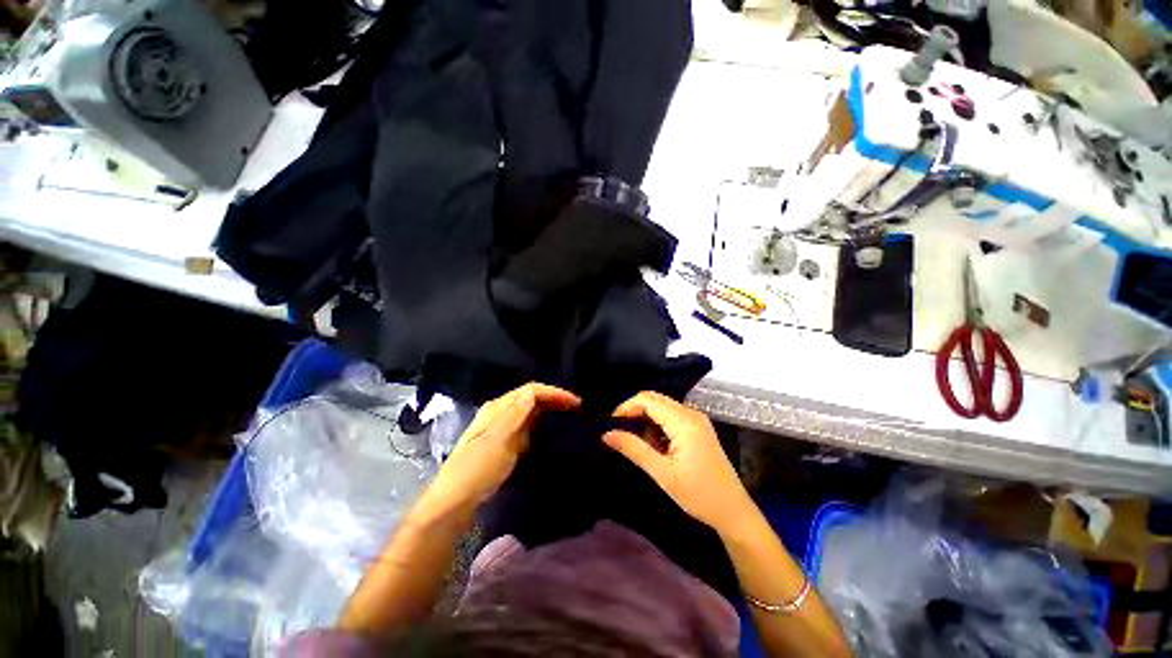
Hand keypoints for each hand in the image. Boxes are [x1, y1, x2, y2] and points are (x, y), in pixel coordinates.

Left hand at [427, 383, 579, 509]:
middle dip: (553, 399)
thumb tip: (534, 391)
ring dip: (548, 409)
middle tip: (575, 407)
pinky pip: (525, 425)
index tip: (575, 402)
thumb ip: (517, 414)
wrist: (454, 500)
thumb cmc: (478, 468)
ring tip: (567, 415)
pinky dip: (540, 423)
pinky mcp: (502, 441)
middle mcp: (499, 412)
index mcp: (498, 407)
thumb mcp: (500, 439)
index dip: (554, 392)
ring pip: (529, 410)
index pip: (531, 390)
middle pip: (530, 397)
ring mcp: (500, 426)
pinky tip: (548, 430)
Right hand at [603, 391, 753, 534]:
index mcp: (684, 421)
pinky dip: (658, 426)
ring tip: (640, 446)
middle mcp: (691, 413)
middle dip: (635, 413)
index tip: (613, 425)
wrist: (733, 512)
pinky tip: (656, 447)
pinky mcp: (698, 428)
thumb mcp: (662, 473)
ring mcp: (696, 420)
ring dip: (647, 421)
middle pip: (655, 400)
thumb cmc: (699, 495)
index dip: (627, 407)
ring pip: (662, 408)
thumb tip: (607, 434)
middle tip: (621, 435)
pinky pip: (671, 417)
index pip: (648, 399)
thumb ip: (634, 449)